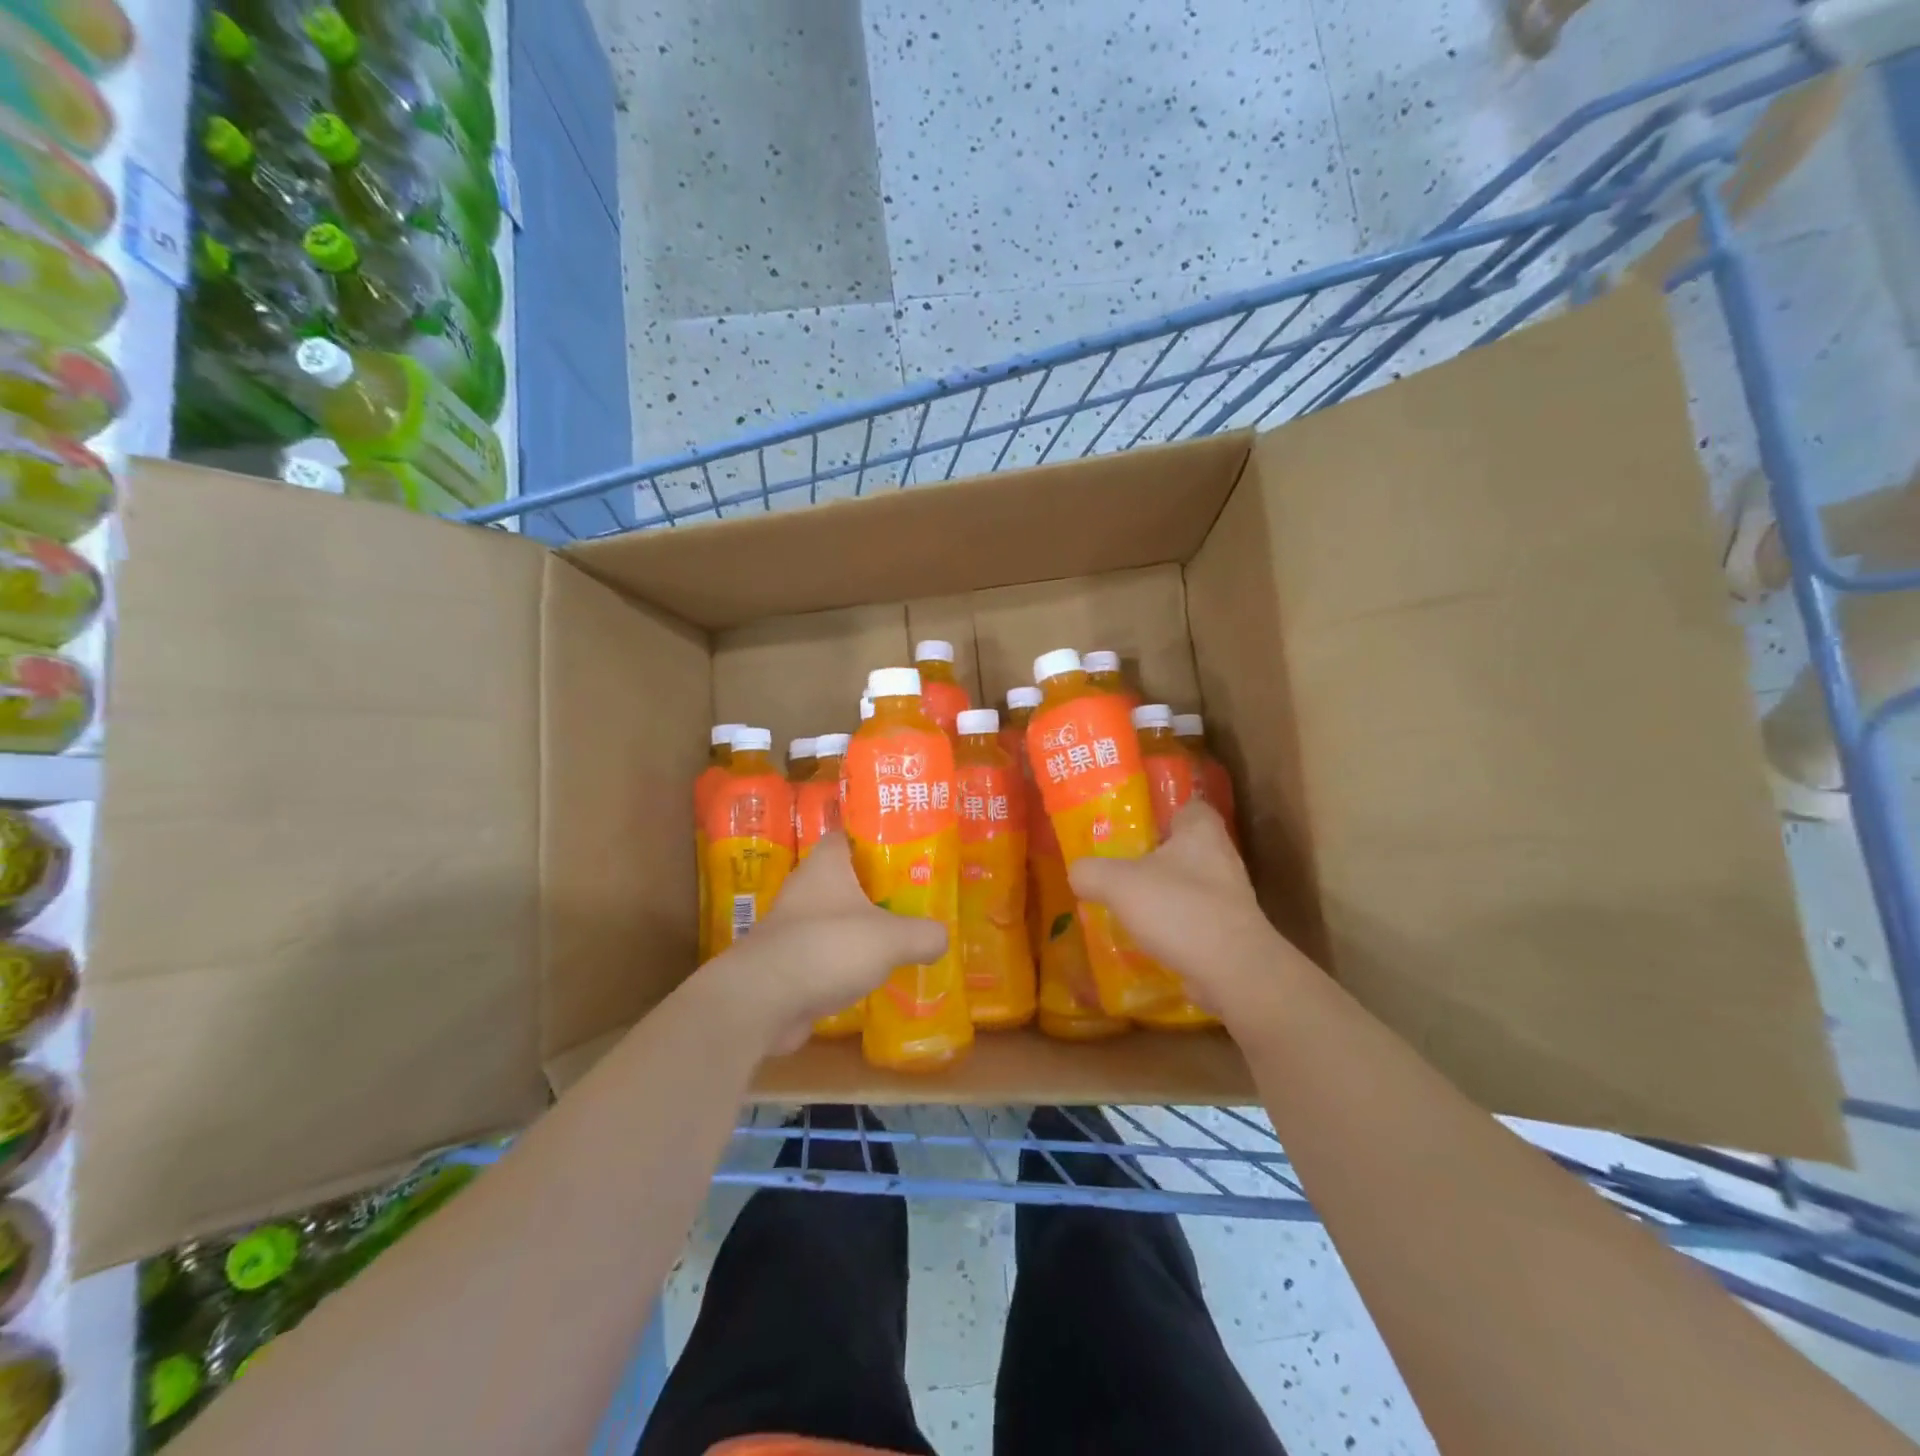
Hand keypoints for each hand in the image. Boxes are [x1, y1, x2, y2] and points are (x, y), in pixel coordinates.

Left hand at [707, 833, 946, 1053]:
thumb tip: (941, 938)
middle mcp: (804, 889)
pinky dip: (841, 962)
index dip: (872, 839)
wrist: (763, 1000)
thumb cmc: (829, 948)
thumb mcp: (892, 938)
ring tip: (895, 939)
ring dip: (857, 928)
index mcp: (825, 866)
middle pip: (843, 879)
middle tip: (910, 898)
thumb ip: (923, 934)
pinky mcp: (785, 963)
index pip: (846, 836)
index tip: (902, 850)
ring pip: (832, 918)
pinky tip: (867, 977)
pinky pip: (822, 954)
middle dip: (873, 888)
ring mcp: (791, 927)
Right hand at [1069, 799, 1304, 1018]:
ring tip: (1126, 904)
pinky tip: (1146, 937)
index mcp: (1201, 830)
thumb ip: (1091, 871)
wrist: (1233, 971)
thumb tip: (1077, 873)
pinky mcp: (1230, 931)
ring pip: (1188, 884)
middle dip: (1155, 856)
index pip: (1187, 805)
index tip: (1133, 824)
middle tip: (1119, 865)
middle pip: (1184, 847)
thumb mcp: (1118, 883)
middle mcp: (1222, 857)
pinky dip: (1173, 925)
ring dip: (1163, 893)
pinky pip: (1194, 918)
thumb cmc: (1178, 909)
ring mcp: (1230, 896)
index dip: (1162, 811)